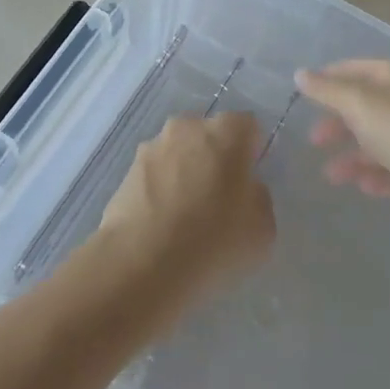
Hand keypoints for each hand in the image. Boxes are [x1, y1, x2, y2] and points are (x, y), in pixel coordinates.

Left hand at [96, 114, 274, 312]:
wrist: (142, 261)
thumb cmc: (214, 240)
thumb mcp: (263, 229)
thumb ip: (258, 198)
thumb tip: (245, 190)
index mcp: (226, 133)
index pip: (247, 126)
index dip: (251, 151)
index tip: (249, 181)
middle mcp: (187, 127)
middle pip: (208, 135)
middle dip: (215, 158)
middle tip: (219, 198)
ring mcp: (152, 146)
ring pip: (178, 152)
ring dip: (184, 172)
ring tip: (186, 216)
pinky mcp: (127, 170)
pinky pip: (154, 174)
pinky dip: (160, 190)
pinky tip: (162, 224)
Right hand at [296, 59, 389, 209]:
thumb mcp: (360, 105)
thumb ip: (328, 91)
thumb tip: (300, 74)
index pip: (352, 70)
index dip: (326, 82)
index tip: (302, 99)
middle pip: (367, 107)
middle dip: (339, 124)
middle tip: (315, 142)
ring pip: (384, 140)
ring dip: (356, 155)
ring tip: (333, 176)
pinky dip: (382, 175)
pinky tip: (365, 188)